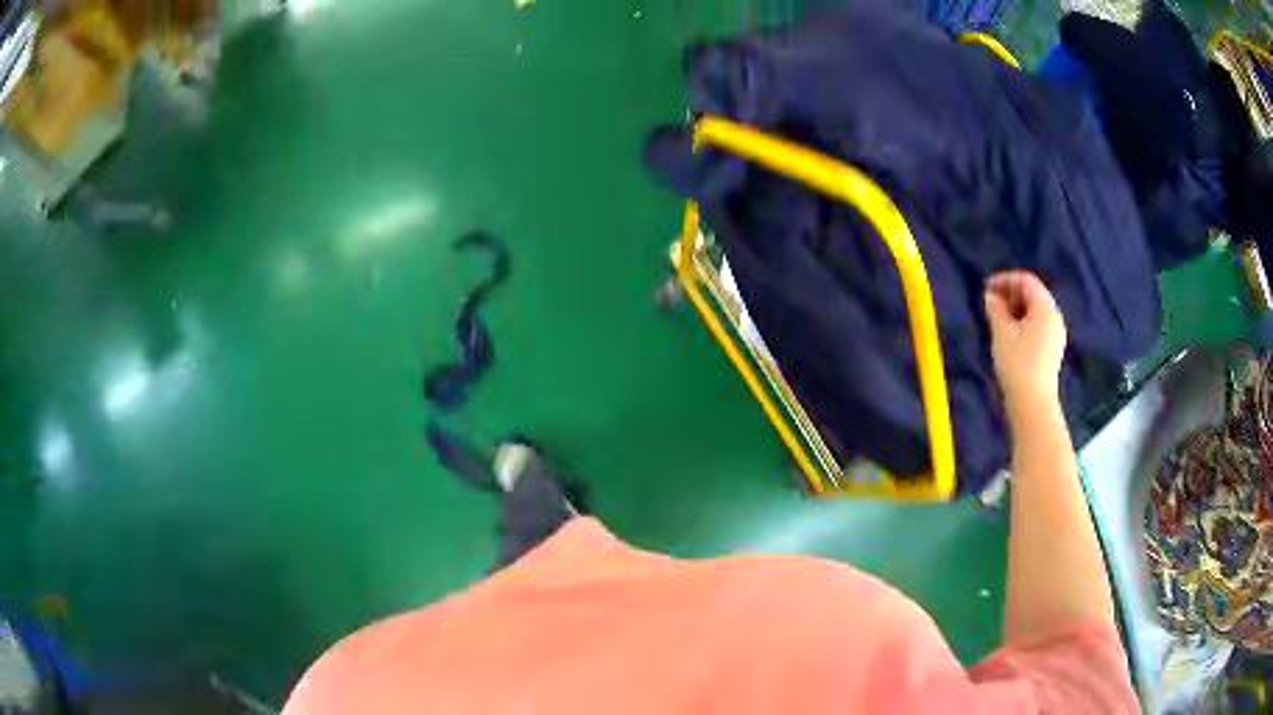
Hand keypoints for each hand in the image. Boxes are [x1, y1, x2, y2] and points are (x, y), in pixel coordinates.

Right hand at [984, 271, 1066, 411]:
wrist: (1033, 403)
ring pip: (1036, 312)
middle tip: (990, 303)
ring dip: (1016, 309)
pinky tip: (1010, 336)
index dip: (1005, 279)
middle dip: (1011, 294)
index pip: (1026, 281)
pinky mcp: (1053, 350)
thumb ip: (996, 309)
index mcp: (1045, 307)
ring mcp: (1056, 335)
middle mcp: (1055, 317)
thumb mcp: (1002, 332)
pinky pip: (1038, 326)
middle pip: (1033, 295)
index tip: (986, 288)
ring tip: (997, 320)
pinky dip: (1023, 323)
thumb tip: (991, 296)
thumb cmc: (1017, 363)